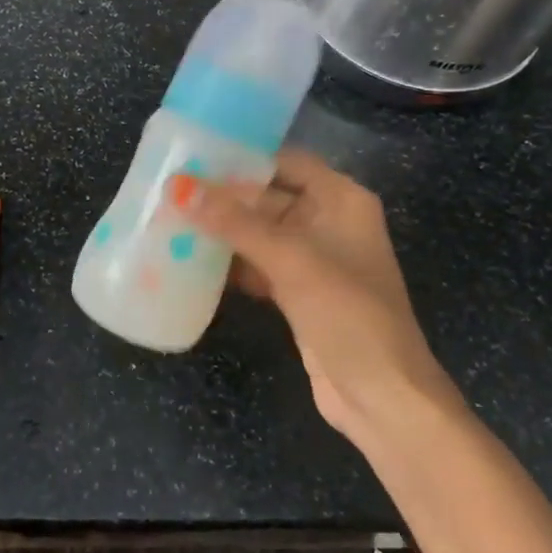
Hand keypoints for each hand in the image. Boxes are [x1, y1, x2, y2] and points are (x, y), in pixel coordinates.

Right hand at [174, 150, 453, 447]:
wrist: (381, 397)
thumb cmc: (348, 315)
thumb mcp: (292, 261)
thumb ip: (235, 222)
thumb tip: (180, 188)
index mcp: (341, 200)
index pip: (286, 161)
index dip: (244, 156)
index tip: (194, 154)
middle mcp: (327, 222)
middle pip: (267, 196)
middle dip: (223, 196)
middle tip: (170, 189)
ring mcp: (312, 260)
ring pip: (258, 232)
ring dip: (221, 231)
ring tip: (169, 219)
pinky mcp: (297, 292)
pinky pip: (256, 264)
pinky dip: (229, 263)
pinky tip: (191, 261)